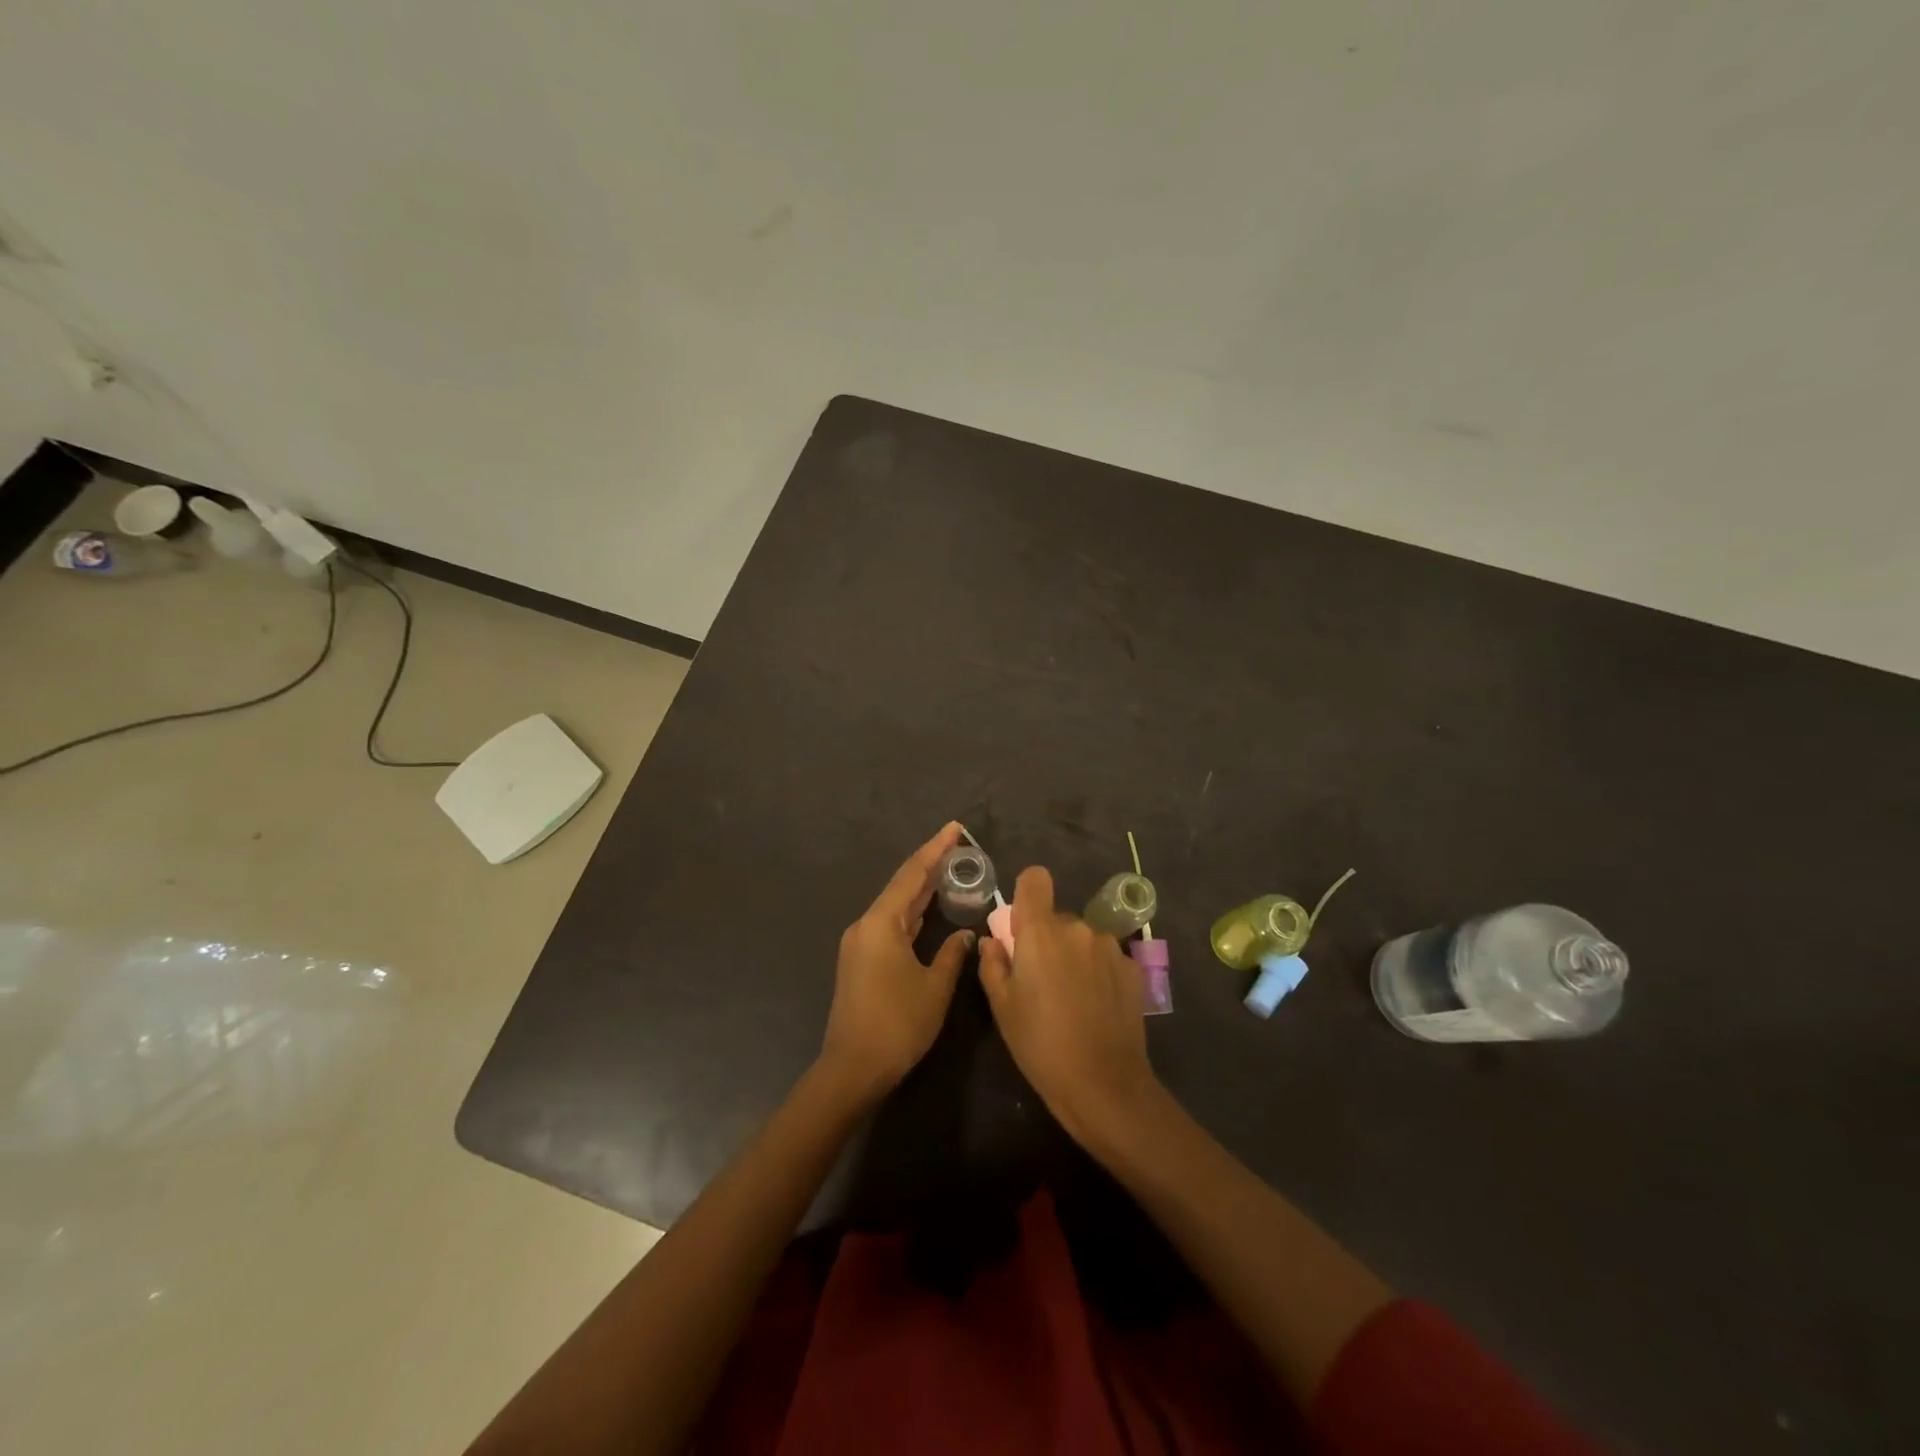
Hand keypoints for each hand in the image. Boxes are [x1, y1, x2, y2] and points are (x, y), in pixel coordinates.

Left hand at [819, 822, 974, 1098]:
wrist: (852, 1068)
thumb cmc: (897, 1025)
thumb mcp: (934, 988)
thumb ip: (952, 954)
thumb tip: (965, 934)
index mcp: (881, 923)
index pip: (912, 875)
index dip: (935, 850)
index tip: (955, 828)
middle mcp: (866, 925)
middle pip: (901, 886)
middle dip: (929, 865)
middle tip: (958, 846)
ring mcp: (859, 943)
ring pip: (894, 905)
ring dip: (920, 889)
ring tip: (948, 870)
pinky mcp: (860, 960)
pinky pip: (889, 923)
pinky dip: (910, 912)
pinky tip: (926, 910)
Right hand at [978, 865, 1160, 1148]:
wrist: (1103, 1083)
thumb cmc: (1040, 1043)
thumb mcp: (1002, 1007)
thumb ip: (993, 964)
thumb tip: (993, 941)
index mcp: (1041, 931)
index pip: (1035, 879)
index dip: (1026, 894)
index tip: (1021, 925)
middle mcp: (1078, 928)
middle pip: (1057, 917)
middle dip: (1047, 938)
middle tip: (1041, 980)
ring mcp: (1109, 947)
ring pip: (1083, 938)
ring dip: (1074, 955)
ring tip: (1071, 998)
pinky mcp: (1132, 968)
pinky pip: (1105, 957)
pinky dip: (1097, 972)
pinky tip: (1096, 1007)